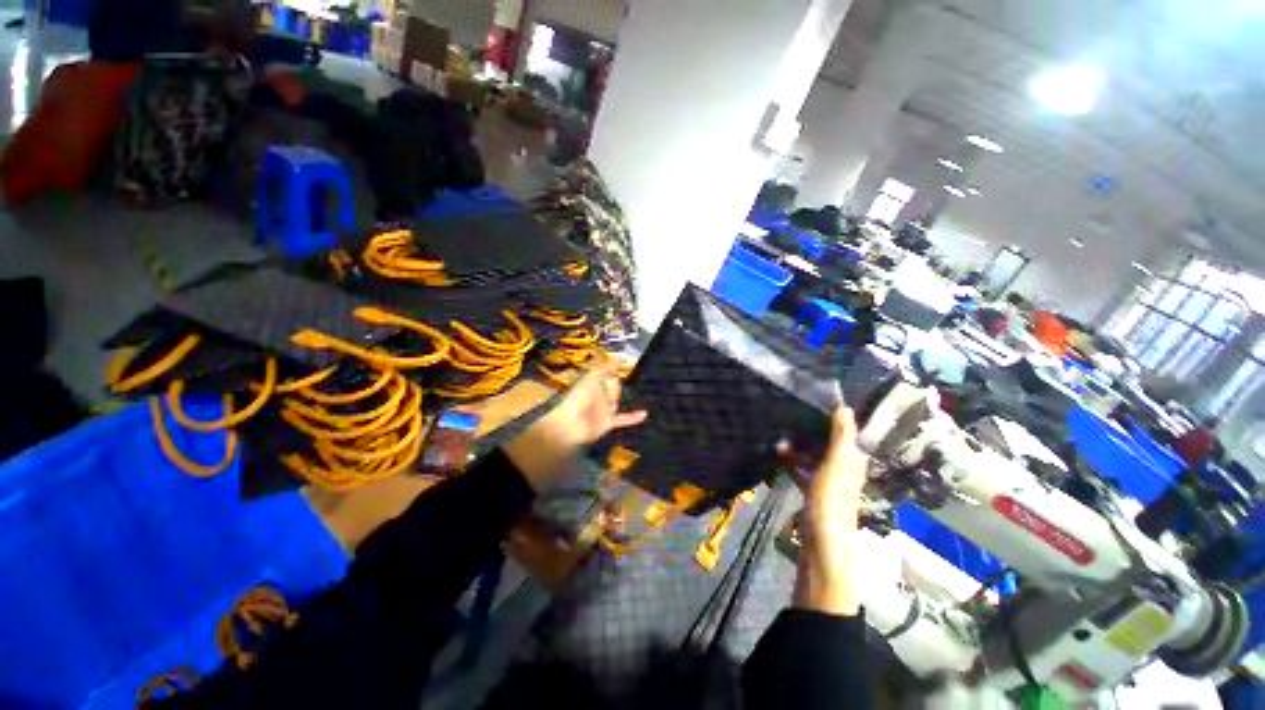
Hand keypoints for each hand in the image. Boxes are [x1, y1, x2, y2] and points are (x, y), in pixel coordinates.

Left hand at [504, 359, 646, 492]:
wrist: (572, 423)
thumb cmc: (581, 396)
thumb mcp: (593, 377)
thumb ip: (608, 367)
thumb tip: (621, 358)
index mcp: (593, 382)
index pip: (606, 372)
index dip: (615, 367)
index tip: (627, 362)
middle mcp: (599, 394)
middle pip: (614, 386)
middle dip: (620, 382)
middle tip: (636, 377)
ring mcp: (604, 409)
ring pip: (618, 401)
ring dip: (628, 398)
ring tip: (646, 391)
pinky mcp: (608, 422)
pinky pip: (623, 418)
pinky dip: (633, 417)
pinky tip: (645, 414)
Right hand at [794, 406, 868, 616]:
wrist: (821, 547)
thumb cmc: (830, 502)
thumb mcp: (836, 465)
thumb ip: (841, 438)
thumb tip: (845, 407)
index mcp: (852, 462)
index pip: (844, 434)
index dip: (831, 419)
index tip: (810, 405)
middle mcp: (844, 471)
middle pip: (827, 445)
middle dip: (808, 434)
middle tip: (787, 422)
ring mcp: (829, 485)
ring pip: (814, 459)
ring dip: (798, 449)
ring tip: (777, 442)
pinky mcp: (815, 497)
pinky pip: (804, 473)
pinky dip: (794, 466)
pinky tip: (779, 461)